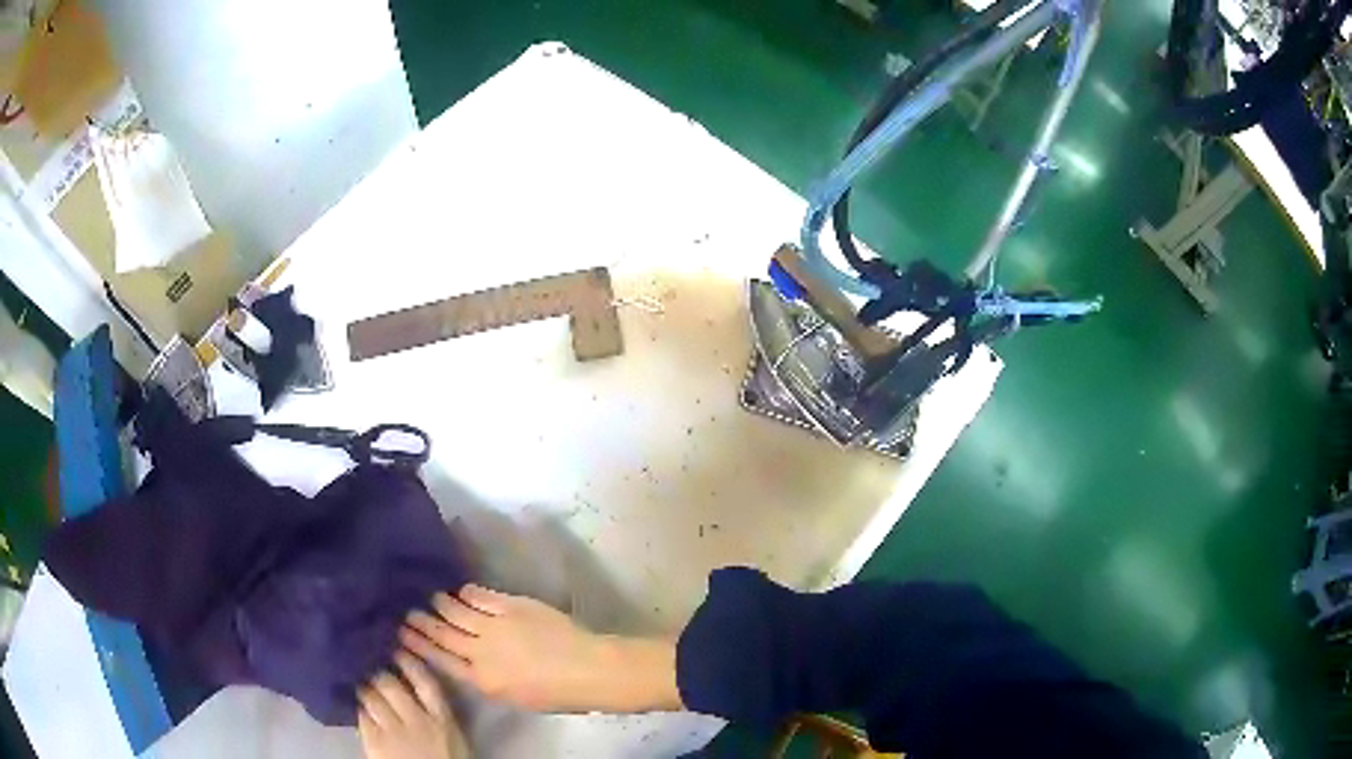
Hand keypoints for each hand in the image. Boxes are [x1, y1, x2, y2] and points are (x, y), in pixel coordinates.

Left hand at [358, 651, 469, 758]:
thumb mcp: (452, 739)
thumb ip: (438, 715)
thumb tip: (419, 690)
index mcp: (442, 719)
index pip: (425, 682)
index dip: (409, 662)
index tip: (397, 649)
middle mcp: (417, 720)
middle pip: (391, 684)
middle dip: (378, 673)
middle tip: (370, 667)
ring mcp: (393, 730)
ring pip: (371, 696)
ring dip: (364, 689)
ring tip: (360, 685)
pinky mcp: (375, 742)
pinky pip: (361, 715)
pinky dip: (358, 709)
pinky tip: (357, 706)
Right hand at [401, 585, 681, 713]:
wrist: (588, 669)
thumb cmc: (556, 693)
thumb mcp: (513, 697)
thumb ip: (487, 679)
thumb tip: (469, 663)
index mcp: (482, 680)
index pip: (441, 660)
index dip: (419, 646)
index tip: (401, 635)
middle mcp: (481, 652)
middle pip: (443, 634)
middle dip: (422, 622)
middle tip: (406, 611)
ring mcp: (495, 626)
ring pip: (457, 612)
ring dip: (441, 604)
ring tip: (429, 596)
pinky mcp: (511, 606)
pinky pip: (481, 596)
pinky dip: (467, 593)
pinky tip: (460, 589)